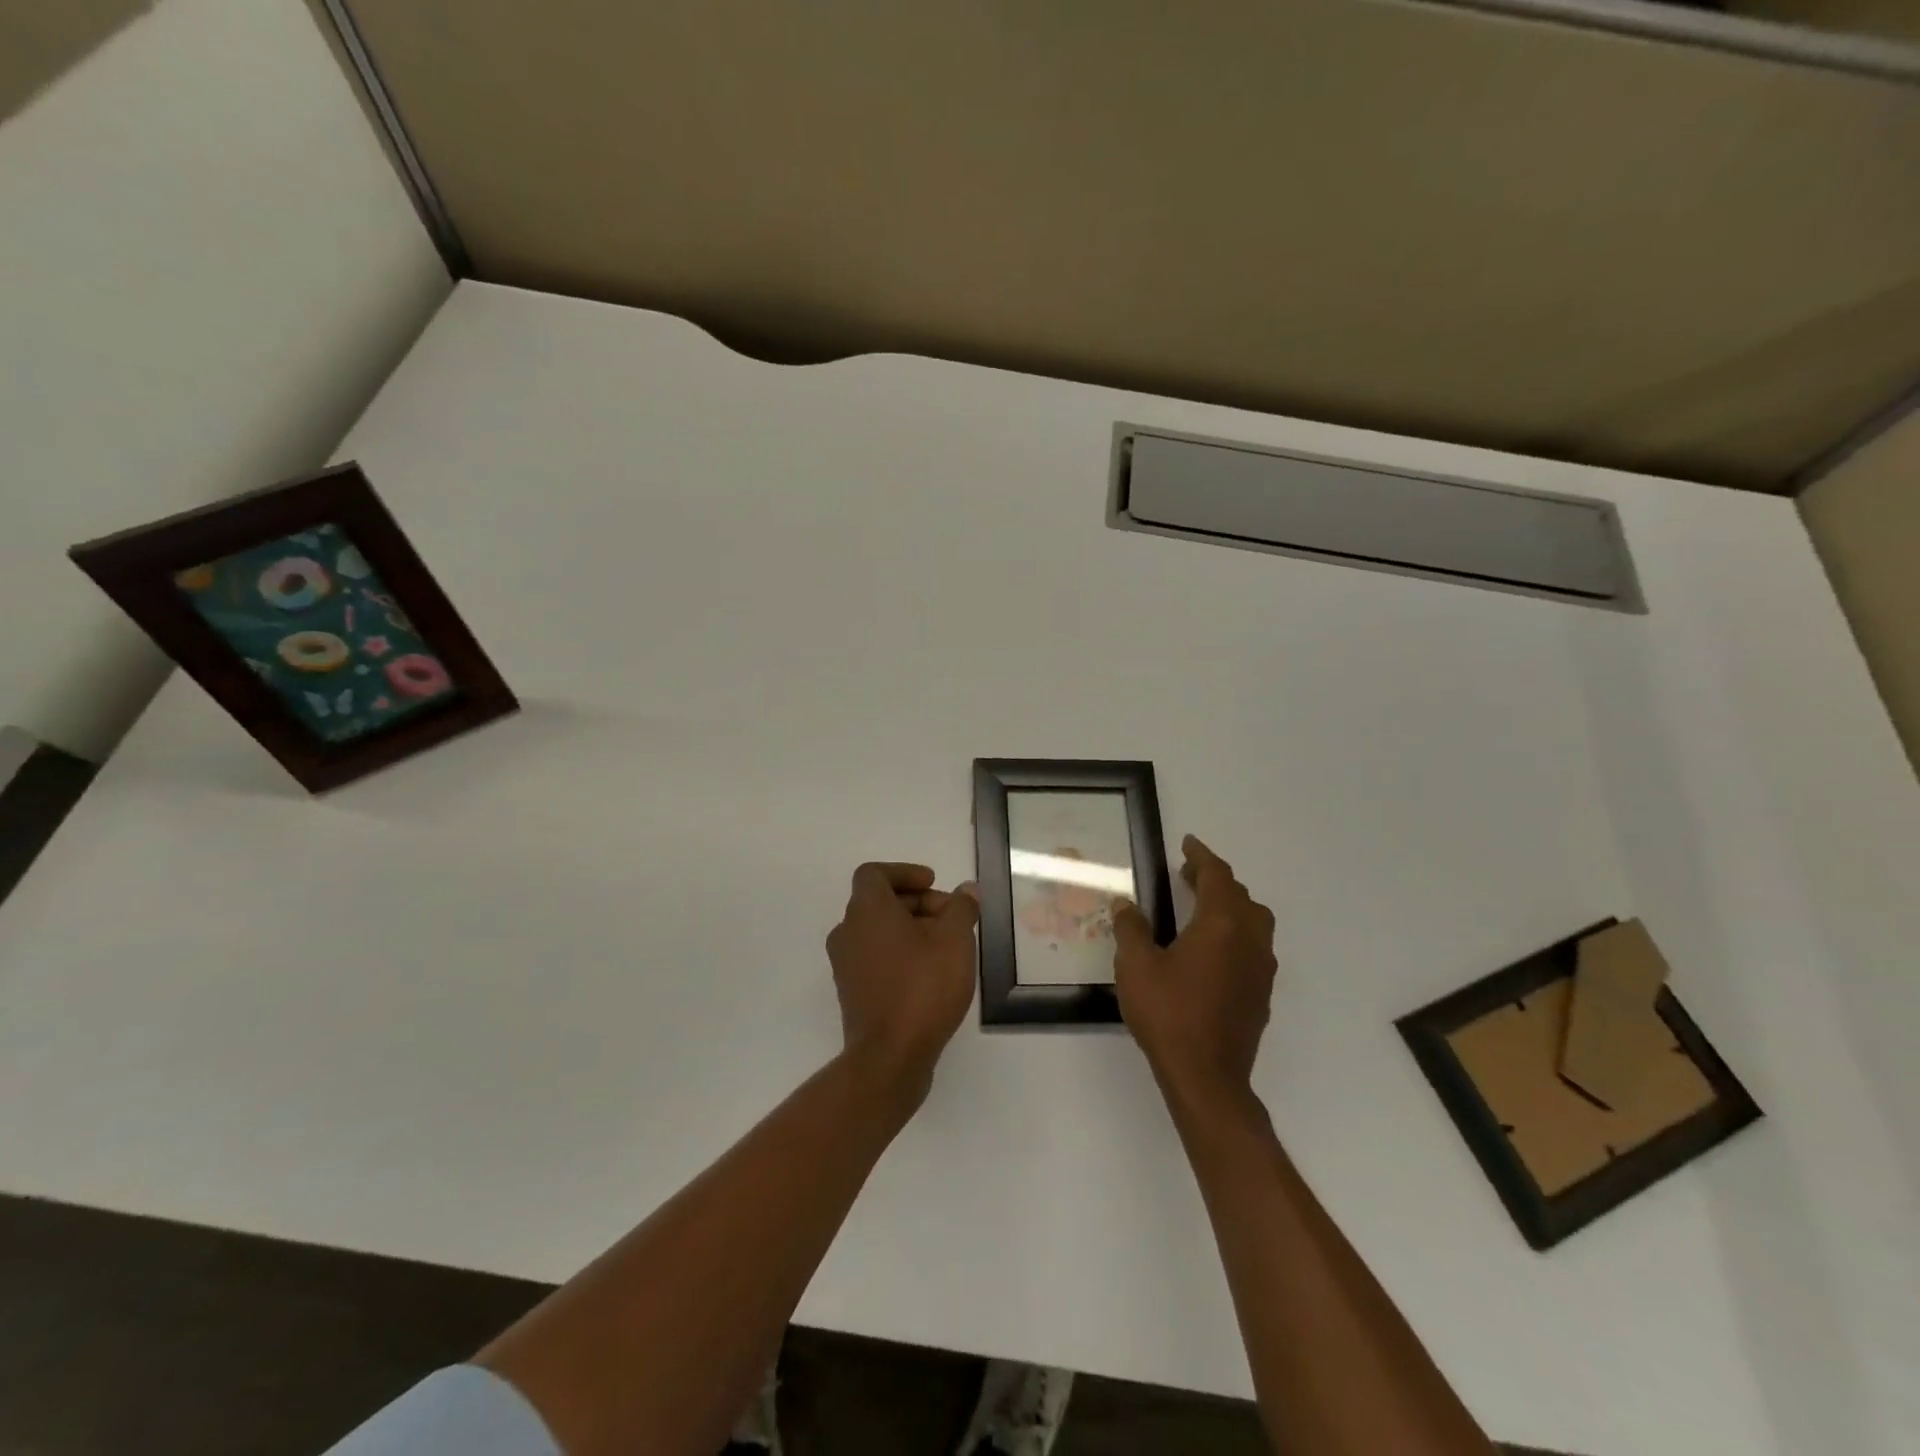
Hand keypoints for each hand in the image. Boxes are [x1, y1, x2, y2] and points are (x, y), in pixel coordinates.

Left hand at [826, 862, 979, 1103]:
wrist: (890, 1057)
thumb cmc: (923, 987)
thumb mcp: (955, 940)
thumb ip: (962, 908)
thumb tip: (966, 891)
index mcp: (866, 910)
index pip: (874, 874)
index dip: (905, 872)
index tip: (934, 883)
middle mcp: (848, 932)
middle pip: (879, 902)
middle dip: (917, 902)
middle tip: (952, 917)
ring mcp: (846, 965)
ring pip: (878, 931)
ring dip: (910, 929)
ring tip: (946, 946)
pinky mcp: (852, 992)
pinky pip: (875, 957)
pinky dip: (900, 952)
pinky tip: (930, 972)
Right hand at [1113, 836, 1276, 1116]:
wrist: (1207, 1077)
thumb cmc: (1169, 1014)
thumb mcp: (1136, 966)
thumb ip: (1131, 929)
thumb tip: (1127, 905)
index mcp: (1221, 924)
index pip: (1216, 876)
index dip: (1201, 856)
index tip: (1187, 843)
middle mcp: (1249, 940)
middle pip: (1240, 896)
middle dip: (1215, 880)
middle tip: (1187, 874)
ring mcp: (1260, 969)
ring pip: (1253, 922)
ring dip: (1230, 906)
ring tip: (1200, 908)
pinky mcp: (1261, 994)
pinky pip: (1253, 947)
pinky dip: (1235, 934)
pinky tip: (1211, 951)